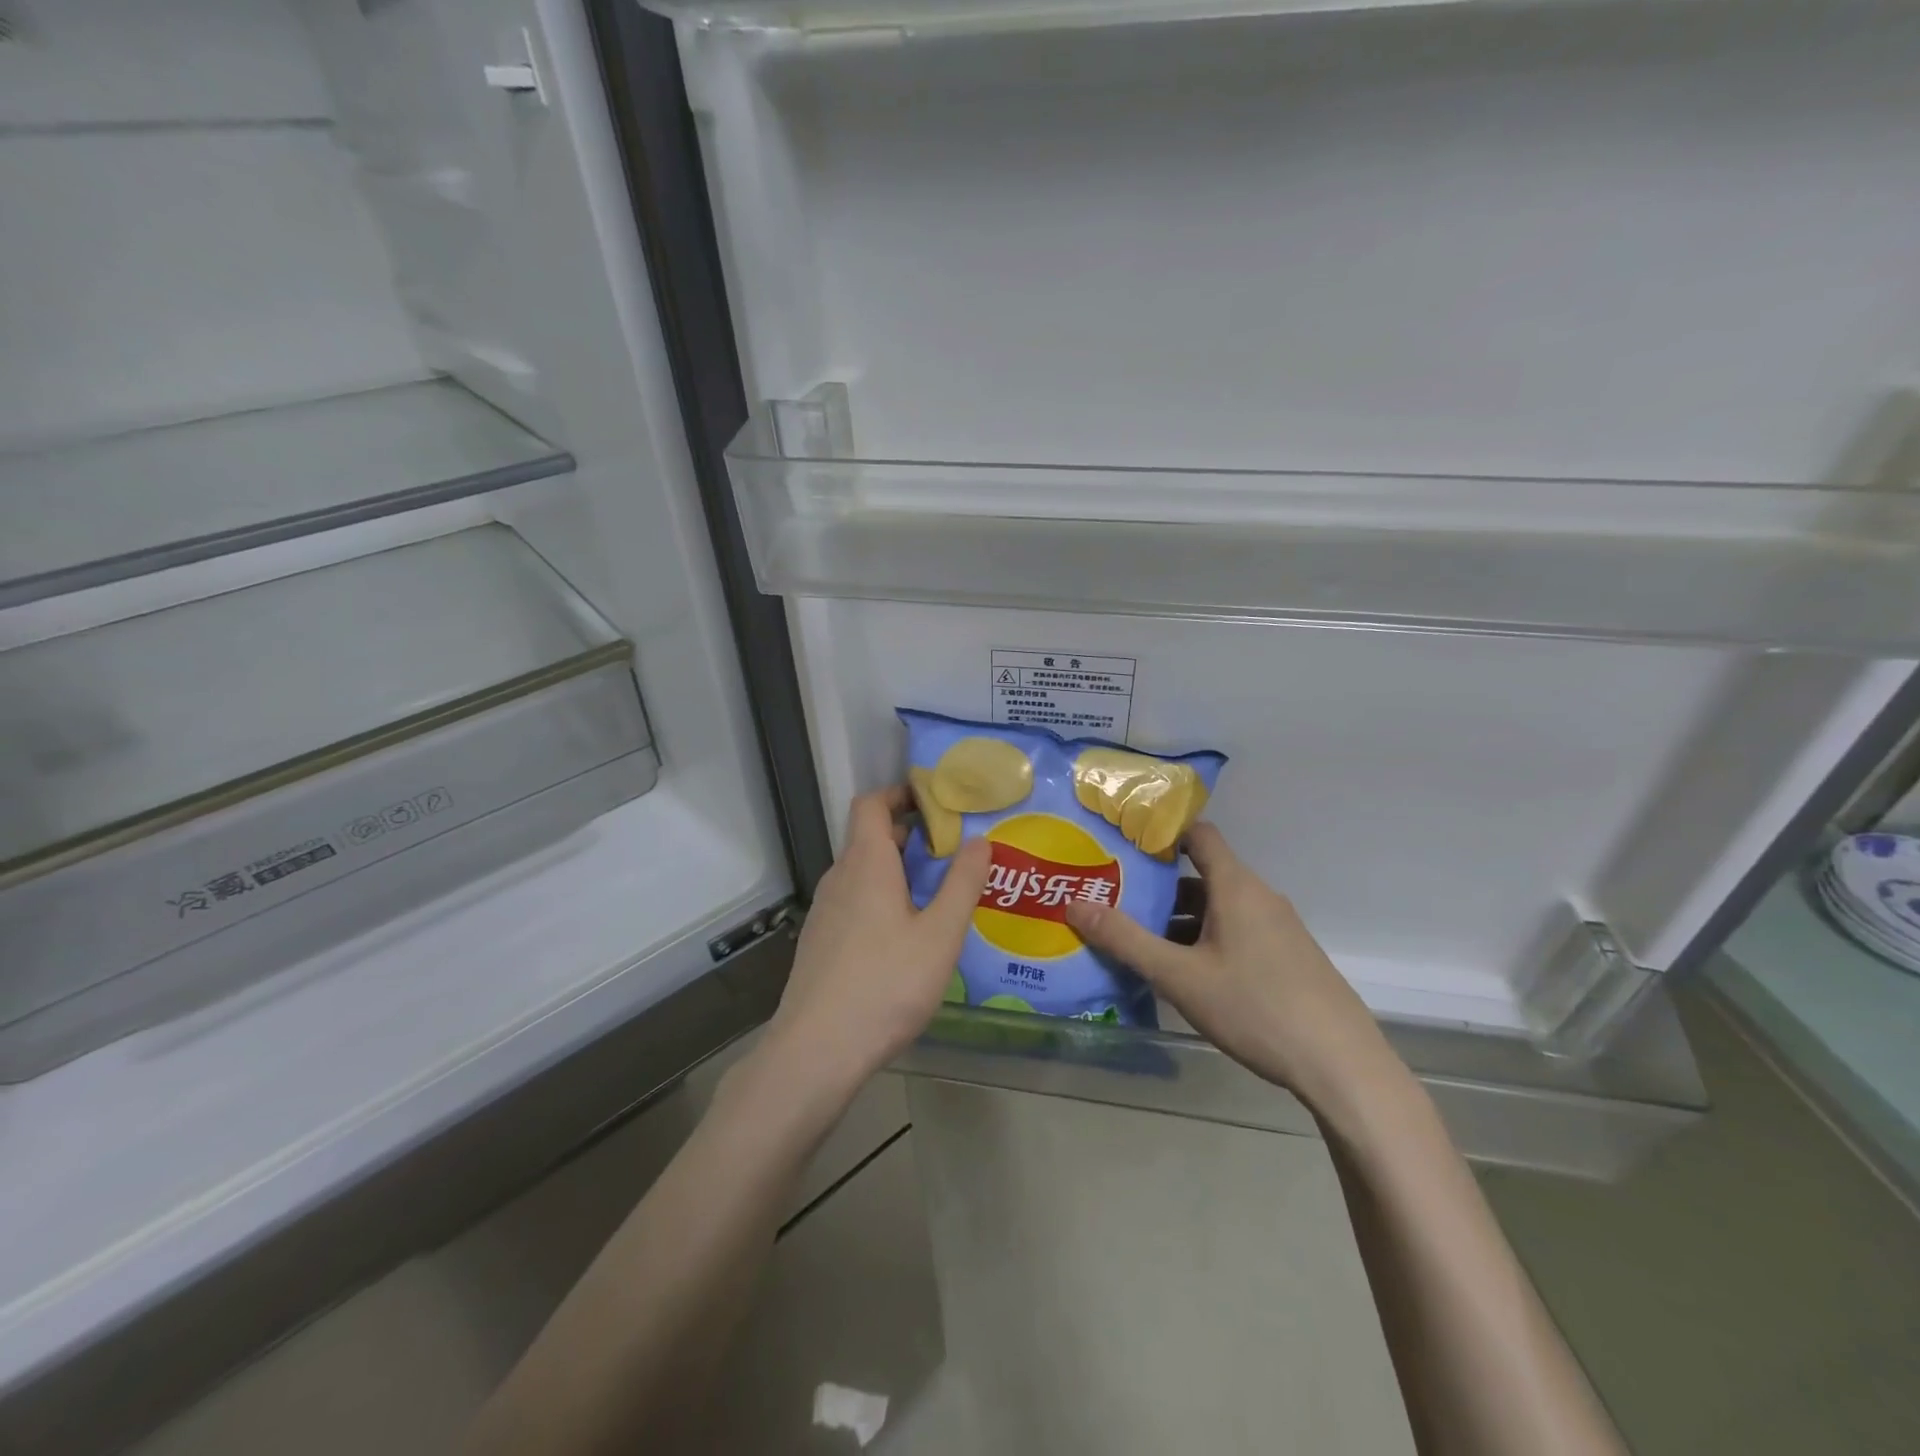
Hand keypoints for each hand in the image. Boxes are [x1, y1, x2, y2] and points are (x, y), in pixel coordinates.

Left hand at [765, 785, 992, 1090]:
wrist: (816, 1051)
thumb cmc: (886, 984)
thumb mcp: (940, 935)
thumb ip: (963, 883)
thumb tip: (979, 840)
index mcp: (866, 863)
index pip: (872, 803)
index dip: (900, 793)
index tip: (937, 802)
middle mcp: (839, 878)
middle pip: (870, 837)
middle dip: (911, 836)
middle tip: (954, 853)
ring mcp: (825, 912)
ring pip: (863, 873)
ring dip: (898, 871)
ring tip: (938, 894)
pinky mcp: (821, 942)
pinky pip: (855, 902)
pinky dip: (882, 899)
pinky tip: (907, 936)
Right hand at [1065, 822, 1399, 1110]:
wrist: (1342, 1066)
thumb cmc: (1255, 1008)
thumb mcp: (1179, 977)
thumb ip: (1125, 939)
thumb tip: (1074, 903)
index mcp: (1236, 887)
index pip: (1198, 834)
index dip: (1161, 832)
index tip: (1122, 843)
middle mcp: (1260, 897)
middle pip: (1202, 875)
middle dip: (1158, 887)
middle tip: (1116, 900)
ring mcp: (1279, 928)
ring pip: (1219, 908)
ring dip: (1180, 920)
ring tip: (1140, 941)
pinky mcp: (1289, 957)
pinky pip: (1238, 931)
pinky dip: (1206, 939)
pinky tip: (1186, 976)